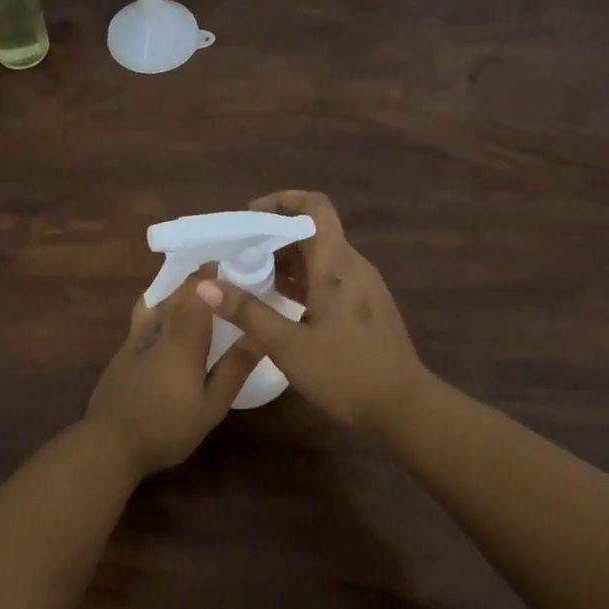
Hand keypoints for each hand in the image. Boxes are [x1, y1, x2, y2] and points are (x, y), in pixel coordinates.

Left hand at [85, 272, 262, 478]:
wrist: (109, 443)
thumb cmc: (167, 426)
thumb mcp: (212, 404)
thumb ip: (235, 367)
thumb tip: (259, 335)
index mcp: (183, 335)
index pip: (199, 289)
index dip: (215, 273)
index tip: (235, 264)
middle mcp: (157, 326)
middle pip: (177, 290)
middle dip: (199, 279)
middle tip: (223, 277)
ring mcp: (135, 337)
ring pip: (158, 300)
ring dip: (178, 291)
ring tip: (198, 294)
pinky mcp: (124, 350)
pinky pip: (146, 316)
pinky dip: (162, 308)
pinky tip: (171, 324)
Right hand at [196, 191, 427, 432]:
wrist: (404, 408)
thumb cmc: (345, 372)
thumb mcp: (287, 344)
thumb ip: (246, 312)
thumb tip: (204, 285)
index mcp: (336, 265)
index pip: (315, 207)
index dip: (283, 200)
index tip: (251, 214)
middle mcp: (352, 266)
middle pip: (313, 232)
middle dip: (275, 235)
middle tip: (239, 252)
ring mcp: (363, 287)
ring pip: (321, 257)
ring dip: (287, 260)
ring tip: (251, 277)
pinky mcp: (365, 307)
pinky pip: (330, 278)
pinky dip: (303, 279)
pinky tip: (280, 302)